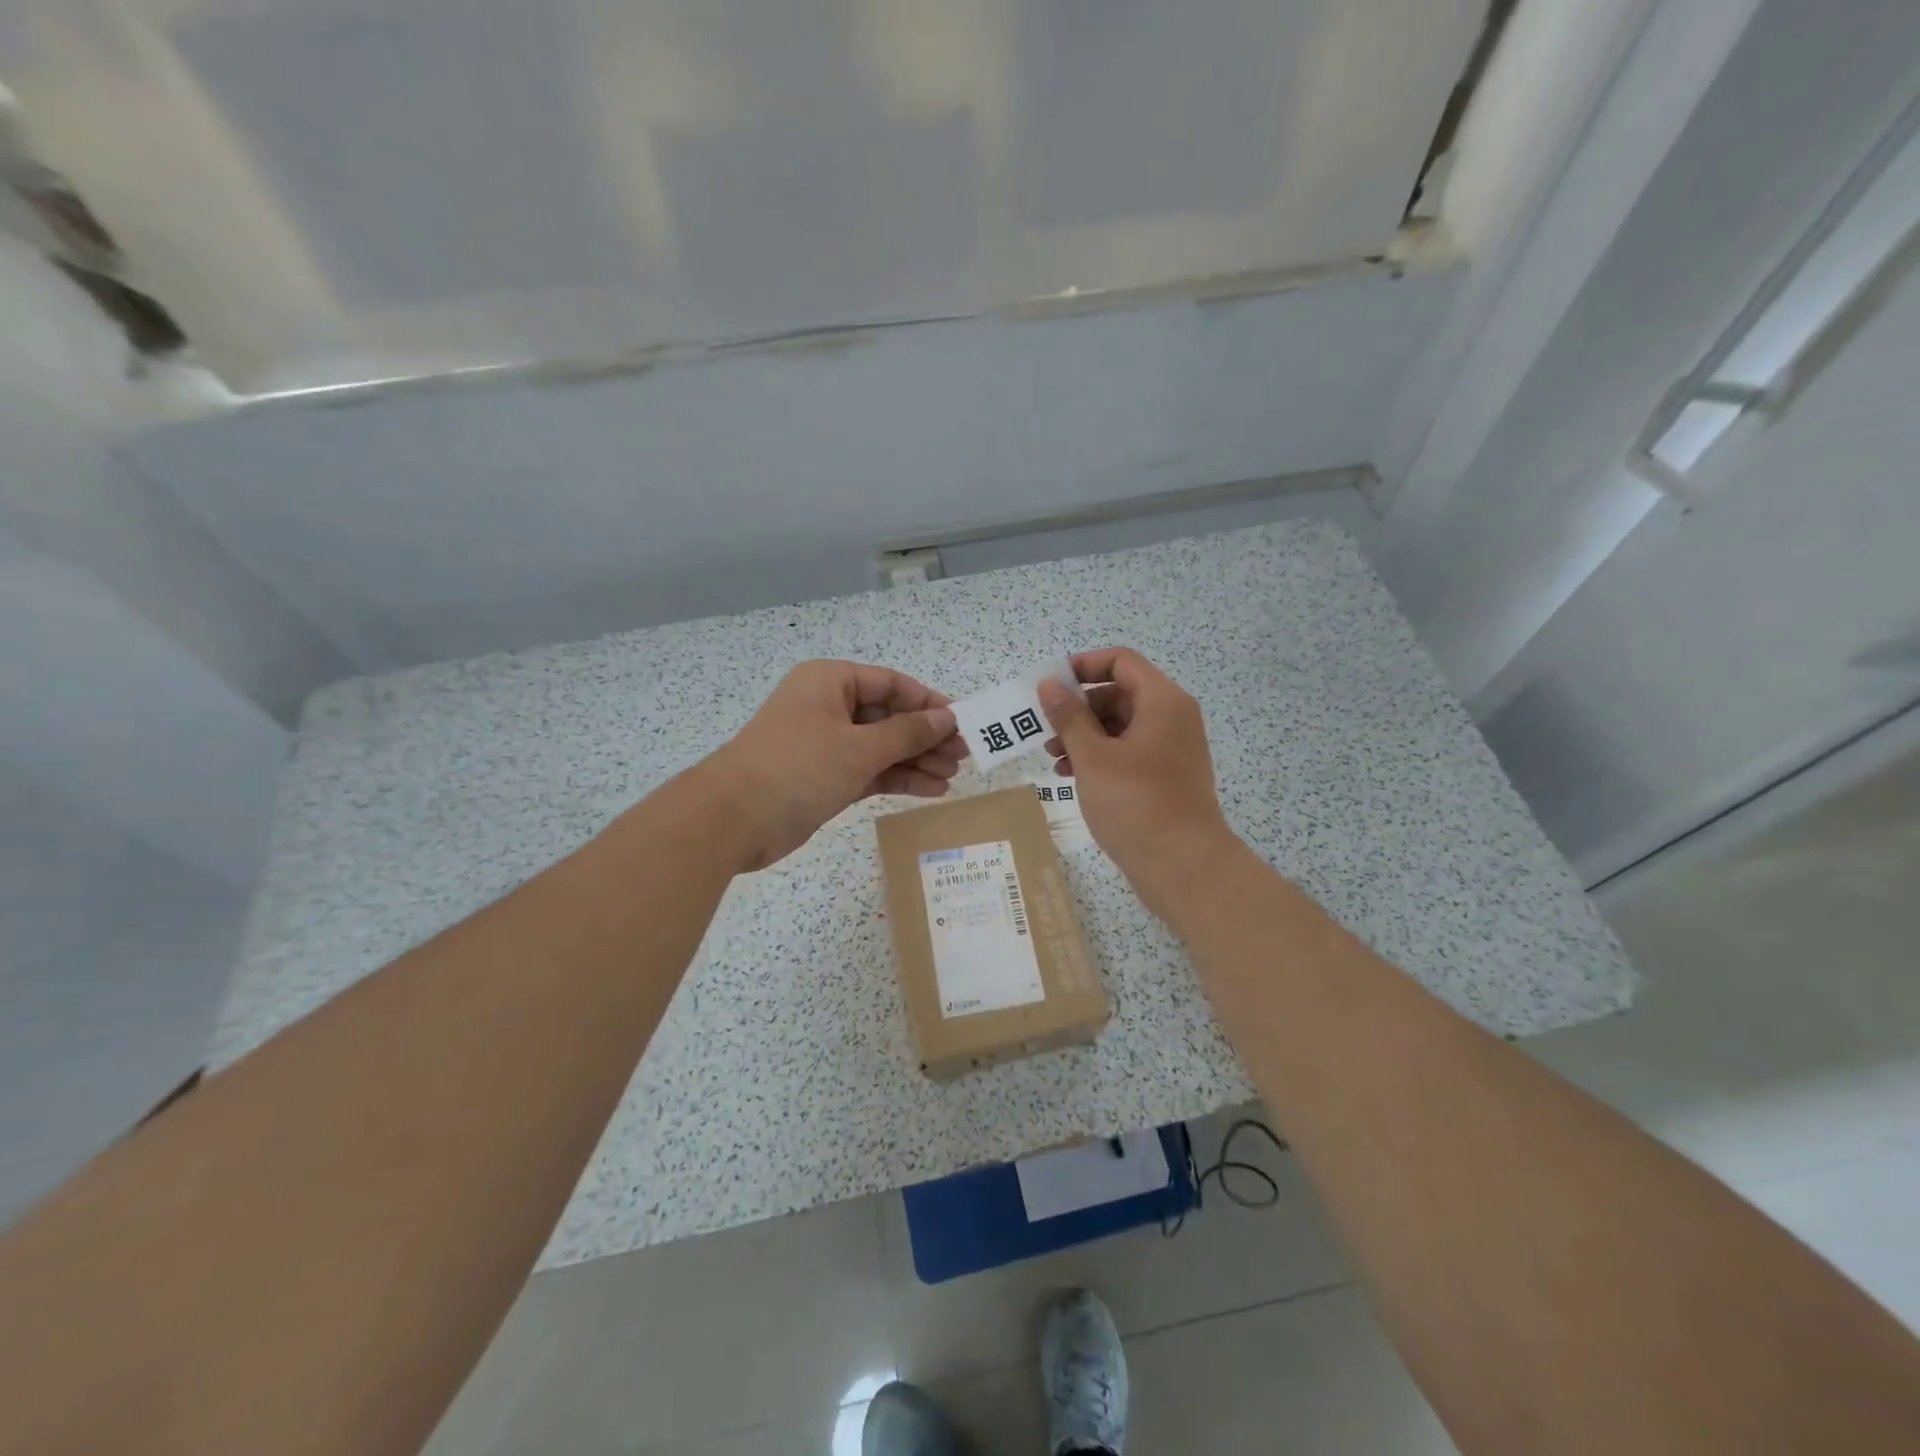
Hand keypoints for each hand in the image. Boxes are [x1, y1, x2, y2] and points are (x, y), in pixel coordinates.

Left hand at [699, 661, 965, 869]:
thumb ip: (908, 733)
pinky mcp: (823, 777)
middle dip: (926, 737)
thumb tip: (947, 718)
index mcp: (831, 682)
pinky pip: (869, 771)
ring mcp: (825, 744)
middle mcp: (828, 707)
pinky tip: (929, 790)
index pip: (892, 684)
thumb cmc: (798, 767)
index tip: (963, 723)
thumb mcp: (860, 747)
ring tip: (952, 777)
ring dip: (916, 761)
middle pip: (889, 716)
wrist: (733, 820)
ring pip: (881, 747)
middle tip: (963, 756)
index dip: (930, 703)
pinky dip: (896, 779)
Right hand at [1038, 648, 1237, 917]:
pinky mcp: (1166, 776)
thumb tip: (1050, 684)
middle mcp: (1172, 718)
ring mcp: (1171, 749)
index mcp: (1162, 702)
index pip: (1121, 662)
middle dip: (1078, 708)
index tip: (1051, 686)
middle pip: (1119, 693)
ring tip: (1053, 759)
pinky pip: (1129, 752)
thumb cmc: (1136, 803)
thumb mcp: (1093, 757)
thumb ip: (1069, 717)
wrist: (1183, 866)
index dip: (1083, 666)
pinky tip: (1071, 777)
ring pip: (1121, 726)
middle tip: (1045, 730)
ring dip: (1084, 736)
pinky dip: (1100, 757)